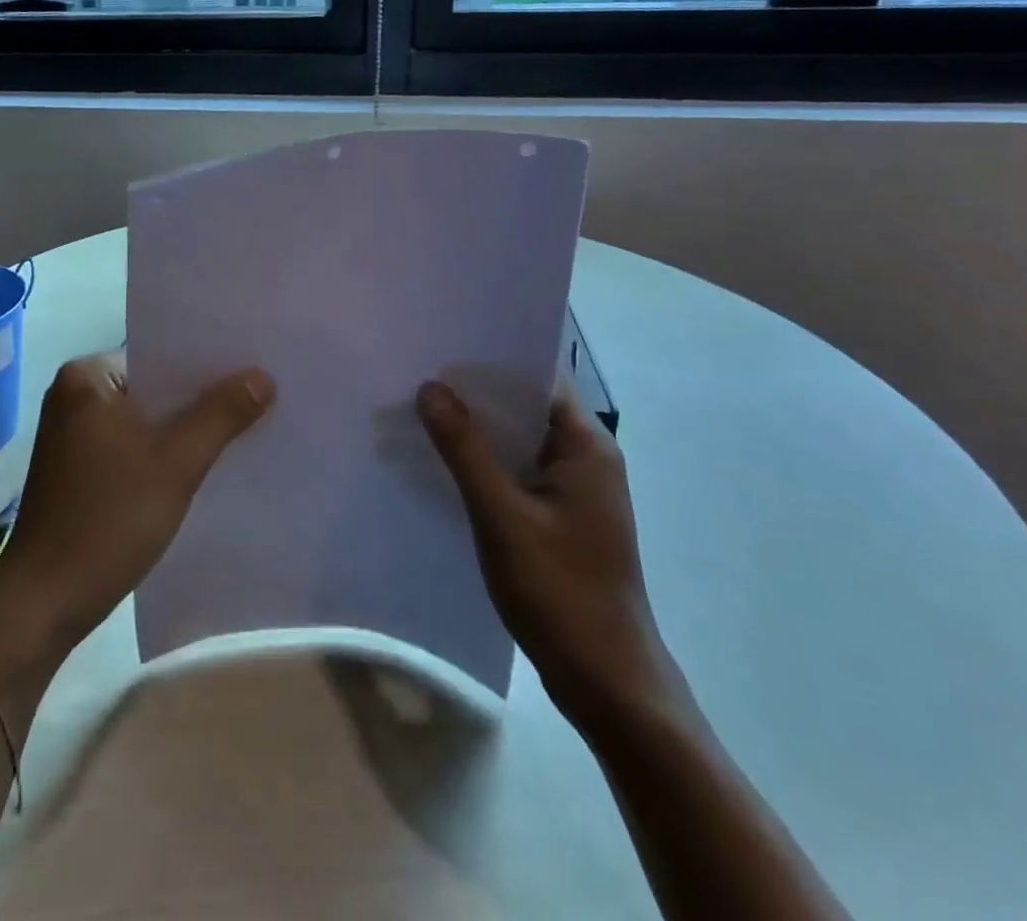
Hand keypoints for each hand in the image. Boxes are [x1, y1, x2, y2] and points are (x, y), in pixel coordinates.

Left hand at [0, 351, 275, 664]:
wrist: (42, 605)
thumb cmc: (106, 522)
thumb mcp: (175, 465)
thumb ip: (221, 415)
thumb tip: (263, 375)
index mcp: (87, 376)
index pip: (160, 353)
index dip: (209, 362)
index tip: (255, 365)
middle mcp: (74, 393)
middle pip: (154, 384)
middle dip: (201, 396)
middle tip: (260, 395)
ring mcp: (73, 431)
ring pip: (145, 416)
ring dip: (184, 426)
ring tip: (241, 425)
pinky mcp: (77, 465)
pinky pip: (132, 442)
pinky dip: (163, 450)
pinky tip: (201, 461)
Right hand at [417, 380, 683, 734]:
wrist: (608, 682)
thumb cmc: (560, 592)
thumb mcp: (502, 515)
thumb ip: (465, 448)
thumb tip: (431, 387)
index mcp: (586, 445)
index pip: (538, 376)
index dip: (491, 358)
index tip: (441, 345)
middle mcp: (586, 457)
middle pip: (525, 404)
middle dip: (474, 392)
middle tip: (417, 374)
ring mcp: (575, 489)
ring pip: (518, 439)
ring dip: (476, 428)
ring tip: (420, 411)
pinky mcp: (561, 516)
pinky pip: (517, 470)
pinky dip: (484, 461)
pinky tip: (443, 463)